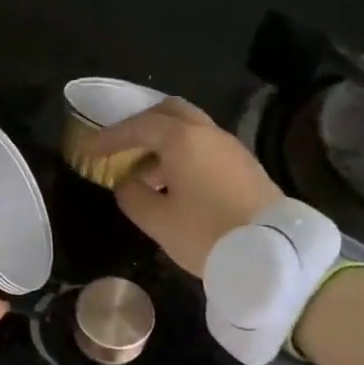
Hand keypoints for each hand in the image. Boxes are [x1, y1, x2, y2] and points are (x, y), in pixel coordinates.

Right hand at [83, 98, 282, 275]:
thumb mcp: (157, 220)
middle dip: (141, 124)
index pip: (138, 127)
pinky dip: (183, 151)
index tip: (89, 149)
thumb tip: (126, 183)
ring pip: (190, 127)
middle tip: (121, 145)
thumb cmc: (207, 233)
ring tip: (144, 170)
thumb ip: (132, 196)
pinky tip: (174, 181)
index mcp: (182, 140)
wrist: (274, 253)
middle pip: (169, 111)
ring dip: (163, 140)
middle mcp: (207, 133)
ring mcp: (230, 147)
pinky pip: (205, 144)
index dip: (110, 137)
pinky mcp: (245, 165)